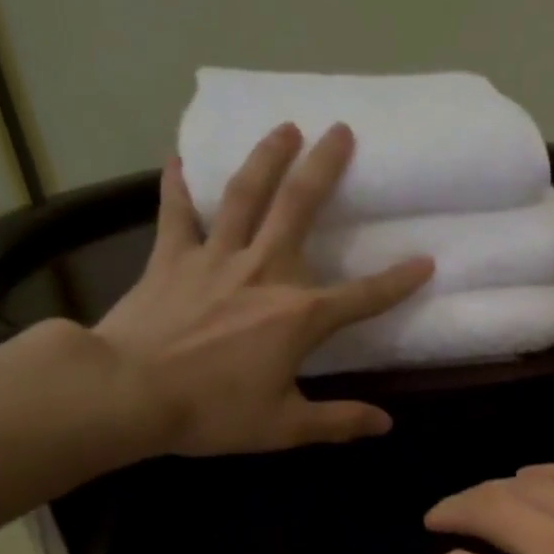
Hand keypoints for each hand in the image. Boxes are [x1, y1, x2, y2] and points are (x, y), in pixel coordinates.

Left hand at [91, 123, 431, 456]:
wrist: (127, 393)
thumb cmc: (211, 412)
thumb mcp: (284, 427)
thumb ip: (338, 422)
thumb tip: (385, 425)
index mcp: (299, 315)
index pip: (363, 296)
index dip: (399, 281)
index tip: (426, 260)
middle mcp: (264, 271)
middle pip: (300, 208)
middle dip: (324, 167)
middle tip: (341, 130)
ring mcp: (215, 258)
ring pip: (245, 195)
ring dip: (267, 157)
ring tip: (285, 127)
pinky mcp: (171, 257)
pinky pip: (176, 212)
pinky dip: (177, 185)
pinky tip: (178, 157)